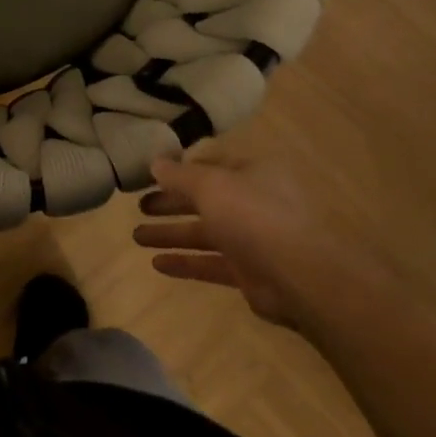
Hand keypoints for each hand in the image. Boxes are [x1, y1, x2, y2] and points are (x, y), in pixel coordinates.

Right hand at [132, 156, 380, 330]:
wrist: (300, 274)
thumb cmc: (254, 216)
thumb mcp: (211, 185)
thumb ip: (180, 175)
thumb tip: (155, 162)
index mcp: (253, 173)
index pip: (211, 165)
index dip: (181, 170)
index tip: (150, 175)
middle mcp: (254, 202)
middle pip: (204, 200)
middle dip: (170, 204)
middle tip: (138, 207)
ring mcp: (253, 239)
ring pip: (205, 233)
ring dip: (170, 234)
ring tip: (136, 237)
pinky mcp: (249, 271)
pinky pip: (211, 263)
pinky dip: (185, 262)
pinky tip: (156, 264)